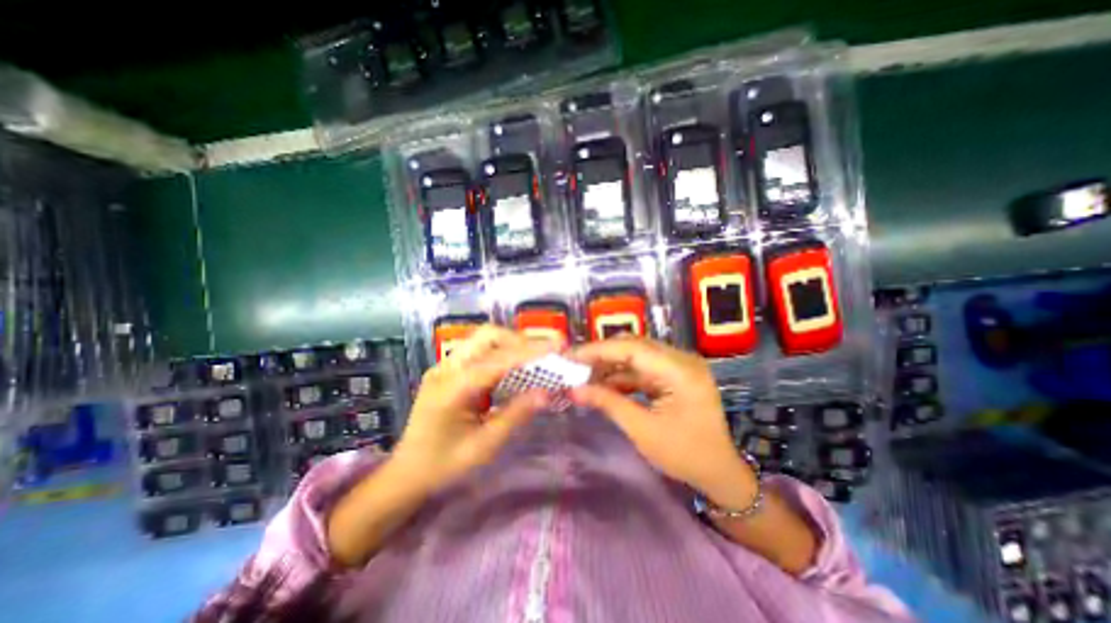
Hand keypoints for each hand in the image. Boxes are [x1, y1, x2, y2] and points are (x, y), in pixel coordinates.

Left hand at [394, 325, 559, 490]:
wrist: (406, 474)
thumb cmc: (445, 466)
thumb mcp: (485, 446)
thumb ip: (516, 414)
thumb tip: (547, 392)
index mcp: (452, 388)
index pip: (498, 360)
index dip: (530, 351)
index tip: (558, 346)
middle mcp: (446, 368)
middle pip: (488, 336)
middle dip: (520, 341)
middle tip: (545, 354)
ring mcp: (444, 365)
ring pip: (483, 339)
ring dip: (511, 343)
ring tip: (535, 357)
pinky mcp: (447, 369)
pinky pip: (479, 350)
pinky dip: (501, 352)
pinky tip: (514, 365)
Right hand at [572, 337, 755, 507]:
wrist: (720, 474)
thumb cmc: (685, 455)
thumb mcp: (643, 431)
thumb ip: (607, 403)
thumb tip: (573, 391)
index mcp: (681, 371)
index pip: (633, 348)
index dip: (598, 350)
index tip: (570, 356)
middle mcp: (681, 360)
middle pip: (634, 346)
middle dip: (601, 355)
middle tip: (573, 364)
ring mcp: (679, 366)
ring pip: (636, 356)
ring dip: (610, 365)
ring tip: (582, 375)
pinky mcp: (674, 375)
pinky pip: (642, 369)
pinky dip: (622, 376)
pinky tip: (602, 384)